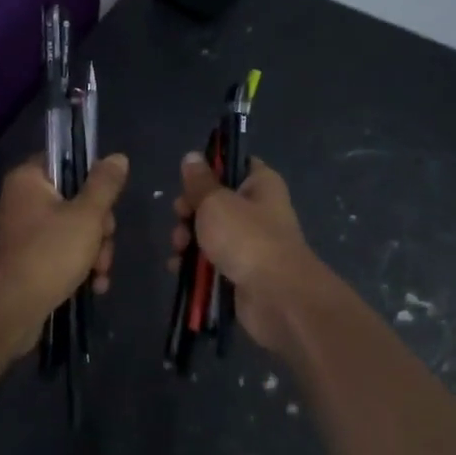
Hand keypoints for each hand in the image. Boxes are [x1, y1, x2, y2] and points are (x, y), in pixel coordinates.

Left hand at [0, 154, 128, 357]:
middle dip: (99, 228)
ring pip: (74, 230)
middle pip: (76, 200)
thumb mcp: (86, 216)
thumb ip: (104, 185)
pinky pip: (62, 253)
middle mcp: (22, 200)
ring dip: (94, 251)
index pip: (66, 162)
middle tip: (103, 245)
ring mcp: (24, 232)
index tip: (107, 203)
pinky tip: (94, 286)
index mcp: (28, 179)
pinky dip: (79, 267)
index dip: (92, 181)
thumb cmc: (49, 254)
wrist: (12, 311)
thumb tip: (117, 157)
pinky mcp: (28, 260)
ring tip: (99, 274)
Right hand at [168, 154, 322, 352]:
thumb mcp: (215, 201)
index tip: (189, 179)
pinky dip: (194, 265)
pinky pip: (211, 262)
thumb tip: (192, 156)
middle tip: (181, 217)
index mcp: (260, 184)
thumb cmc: (247, 238)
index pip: (235, 164)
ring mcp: (250, 244)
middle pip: (214, 201)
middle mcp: (258, 211)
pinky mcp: (240, 272)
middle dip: (190, 210)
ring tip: (179, 248)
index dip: (210, 169)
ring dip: (188, 239)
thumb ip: (199, 181)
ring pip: (209, 233)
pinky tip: (178, 268)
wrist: (277, 298)